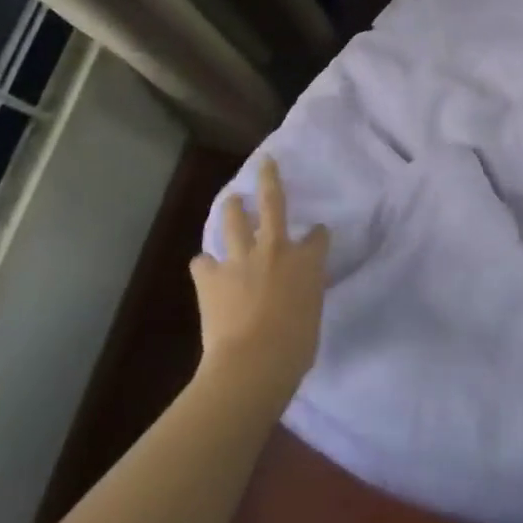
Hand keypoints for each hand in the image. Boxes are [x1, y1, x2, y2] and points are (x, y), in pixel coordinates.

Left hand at [191, 157, 330, 412]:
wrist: (253, 361)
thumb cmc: (296, 346)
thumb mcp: (312, 314)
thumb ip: (305, 294)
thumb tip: (297, 295)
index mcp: (308, 260)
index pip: (318, 236)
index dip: (318, 235)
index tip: (317, 234)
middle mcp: (276, 248)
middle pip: (273, 203)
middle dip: (269, 179)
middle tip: (265, 162)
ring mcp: (240, 259)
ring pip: (233, 220)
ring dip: (232, 207)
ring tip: (231, 200)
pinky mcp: (210, 277)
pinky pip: (203, 262)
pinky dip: (206, 264)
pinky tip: (206, 268)